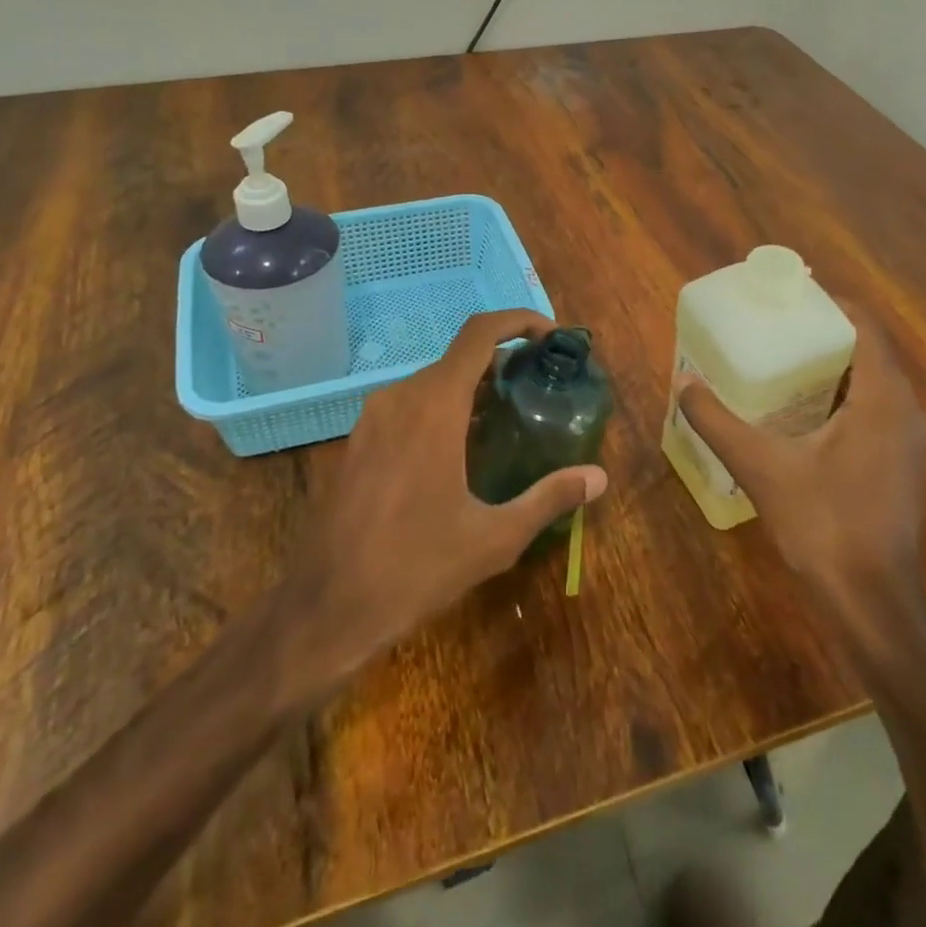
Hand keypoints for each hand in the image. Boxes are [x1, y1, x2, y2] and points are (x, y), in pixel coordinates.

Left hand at [290, 309, 609, 659]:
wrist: (327, 605)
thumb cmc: (415, 568)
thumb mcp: (494, 538)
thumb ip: (549, 498)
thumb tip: (599, 477)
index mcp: (435, 406)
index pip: (480, 333)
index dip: (518, 321)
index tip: (551, 336)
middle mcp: (401, 397)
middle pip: (459, 357)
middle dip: (502, 362)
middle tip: (538, 388)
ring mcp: (373, 416)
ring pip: (433, 381)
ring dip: (471, 387)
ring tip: (506, 420)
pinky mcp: (359, 439)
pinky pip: (409, 404)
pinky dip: (442, 407)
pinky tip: (460, 449)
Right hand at [678, 301, 925, 614]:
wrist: (870, 601)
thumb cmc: (822, 524)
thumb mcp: (760, 466)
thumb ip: (718, 421)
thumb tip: (684, 382)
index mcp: (883, 398)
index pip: (866, 326)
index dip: (832, 304)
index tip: (791, 295)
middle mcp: (905, 411)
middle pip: (868, 351)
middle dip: (824, 333)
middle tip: (776, 326)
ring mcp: (907, 441)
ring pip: (872, 383)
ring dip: (833, 367)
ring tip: (782, 359)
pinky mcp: (899, 465)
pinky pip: (873, 410)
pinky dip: (842, 397)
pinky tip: (801, 412)